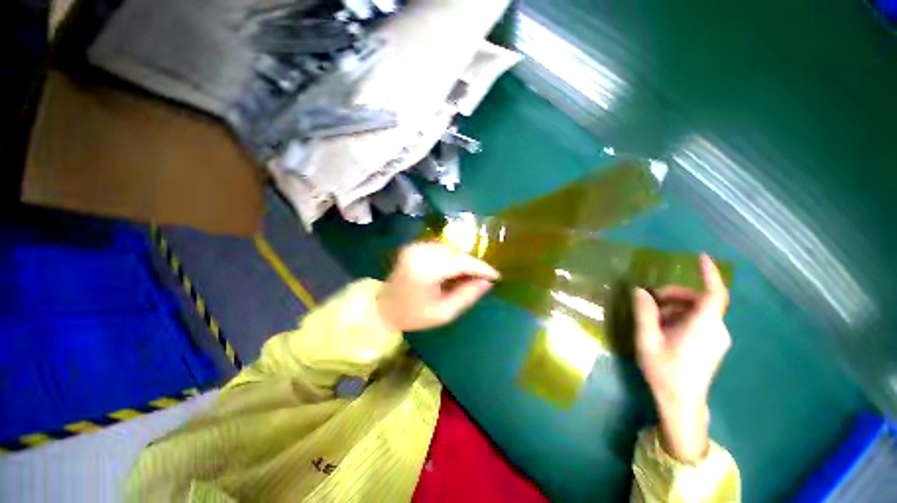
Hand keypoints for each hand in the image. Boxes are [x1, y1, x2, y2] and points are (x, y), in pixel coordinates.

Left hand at [377, 243, 499, 331]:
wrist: (382, 307)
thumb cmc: (413, 315)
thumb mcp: (444, 312)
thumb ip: (467, 295)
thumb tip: (488, 282)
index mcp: (425, 269)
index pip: (460, 263)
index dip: (481, 268)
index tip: (496, 275)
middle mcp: (420, 252)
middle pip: (456, 253)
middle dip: (473, 264)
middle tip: (484, 278)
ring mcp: (415, 246)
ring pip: (450, 249)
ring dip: (463, 260)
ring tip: (471, 275)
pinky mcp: (414, 246)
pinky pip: (441, 249)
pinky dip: (452, 257)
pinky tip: (455, 269)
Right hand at [633, 254, 730, 462]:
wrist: (681, 403)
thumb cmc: (665, 370)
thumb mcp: (647, 339)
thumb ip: (644, 312)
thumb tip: (639, 290)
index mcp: (703, 325)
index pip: (714, 293)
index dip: (709, 273)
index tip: (700, 257)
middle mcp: (717, 329)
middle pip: (699, 300)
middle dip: (673, 295)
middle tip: (649, 299)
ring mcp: (717, 339)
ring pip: (698, 311)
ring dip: (674, 308)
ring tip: (651, 318)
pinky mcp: (713, 346)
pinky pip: (699, 322)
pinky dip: (680, 318)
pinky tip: (663, 329)